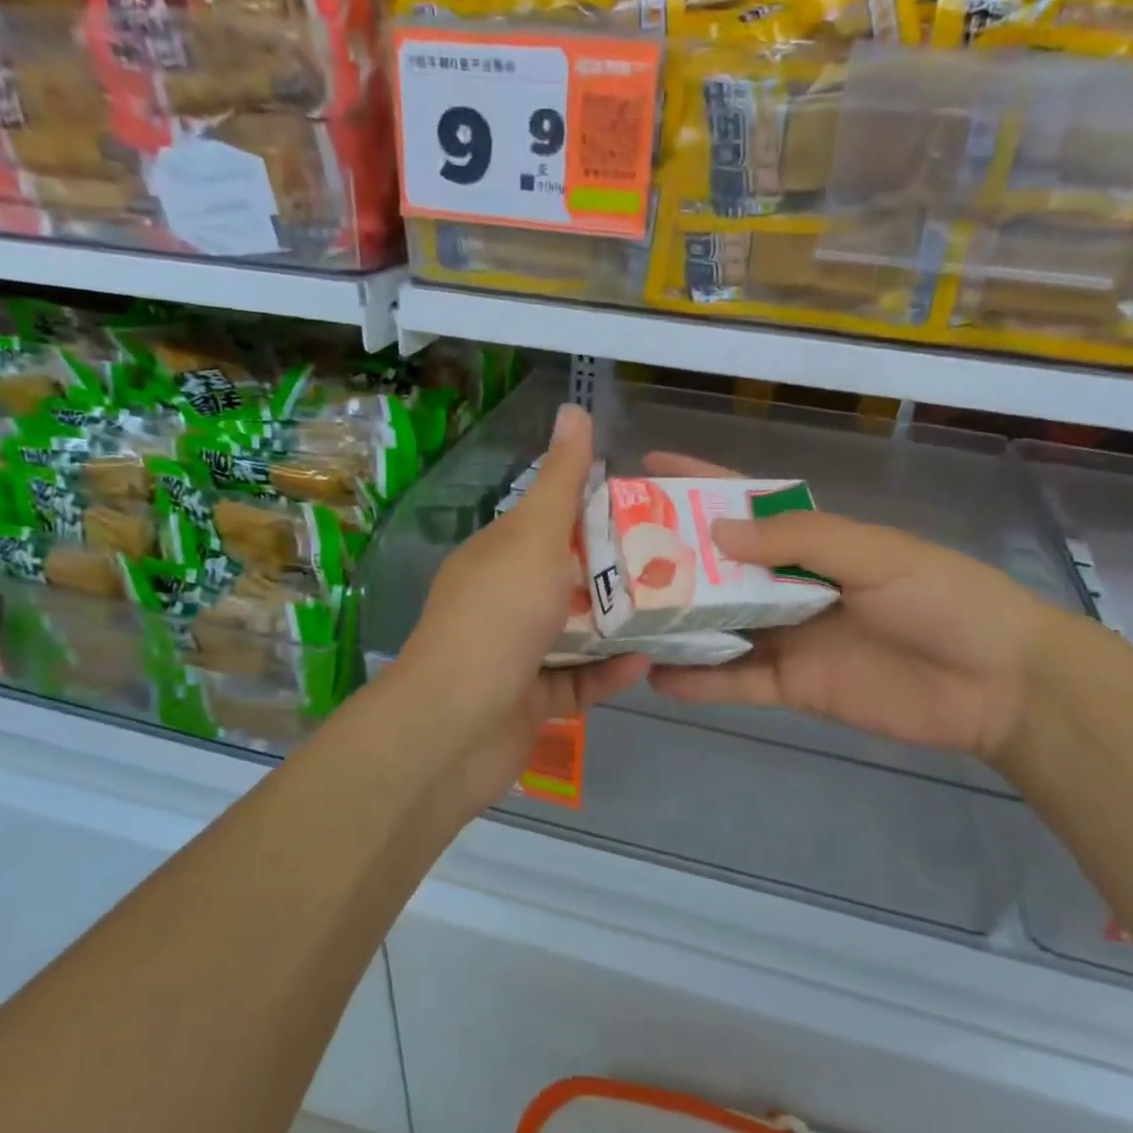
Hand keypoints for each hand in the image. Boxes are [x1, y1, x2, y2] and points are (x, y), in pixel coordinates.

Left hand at [388, 404, 648, 812]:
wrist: (457, 725)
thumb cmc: (499, 617)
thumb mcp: (534, 537)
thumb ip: (560, 480)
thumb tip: (574, 407)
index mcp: (496, 557)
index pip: (547, 523)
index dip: (593, 512)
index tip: (647, 509)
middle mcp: (501, 601)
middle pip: (565, 580)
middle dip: (616, 574)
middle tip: (675, 564)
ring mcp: (514, 653)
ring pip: (574, 633)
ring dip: (617, 625)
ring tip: (672, 611)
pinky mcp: (529, 701)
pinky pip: (576, 681)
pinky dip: (607, 672)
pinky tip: (646, 663)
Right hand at [642, 454, 1053, 762]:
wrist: (999, 684)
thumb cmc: (943, 598)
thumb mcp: (875, 553)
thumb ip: (798, 538)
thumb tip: (717, 530)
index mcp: (813, 540)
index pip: (745, 501)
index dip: (698, 483)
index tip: (647, 468)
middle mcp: (791, 584)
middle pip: (719, 567)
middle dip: (670, 558)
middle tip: (613, 556)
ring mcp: (790, 637)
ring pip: (719, 626)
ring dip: (676, 623)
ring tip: (621, 621)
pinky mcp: (794, 687)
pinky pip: (737, 682)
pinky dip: (701, 682)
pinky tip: (658, 681)